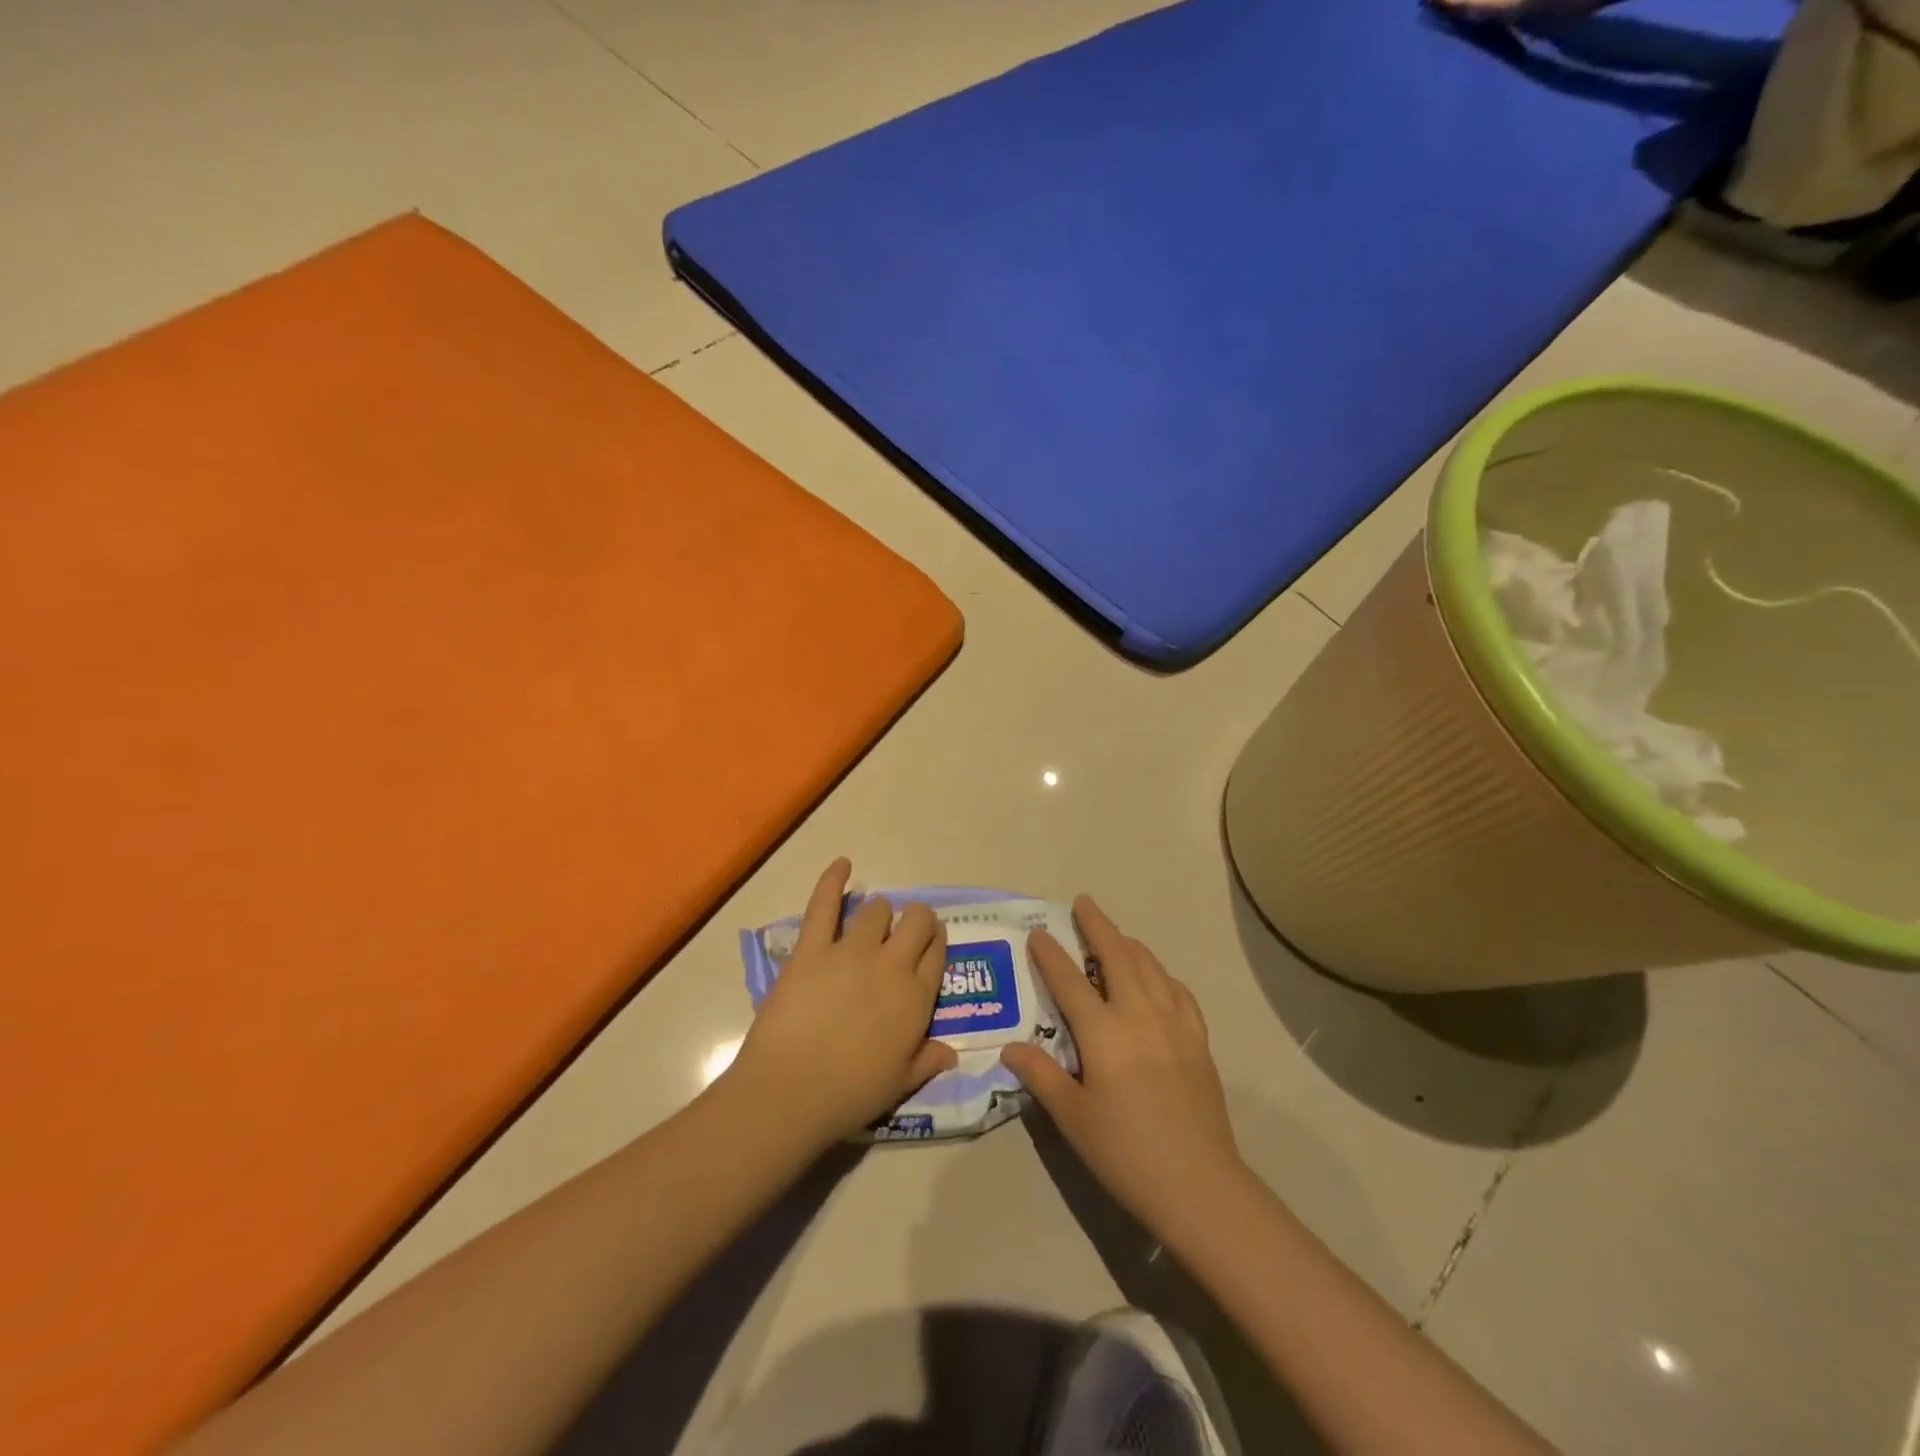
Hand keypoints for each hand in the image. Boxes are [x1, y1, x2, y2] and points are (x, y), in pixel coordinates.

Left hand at [725, 859, 956, 1148]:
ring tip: (872, 921)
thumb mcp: (900, 1084)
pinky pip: (824, 904)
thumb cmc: (849, 1095)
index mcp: (916, 998)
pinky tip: (842, 864)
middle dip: (916, 920)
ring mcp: (851, 951)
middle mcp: (891, 965)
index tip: (930, 943)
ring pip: (876, 910)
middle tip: (905, 930)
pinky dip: (833, 880)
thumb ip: (928, 1061)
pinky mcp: (812, 948)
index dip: (935, 943)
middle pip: (916, 922)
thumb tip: (951, 1053)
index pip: (937, 953)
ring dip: (879, 912)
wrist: (790, 1092)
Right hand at [1002, 898, 1245, 1238]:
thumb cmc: (1125, 1152)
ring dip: (1129, 944)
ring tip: (1115, 935)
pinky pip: (1178, 991)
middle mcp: (1139, 1015)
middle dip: (1097, 925)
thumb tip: (1010, 1047)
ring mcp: (1174, 1023)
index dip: (1051, 954)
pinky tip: (1157, 979)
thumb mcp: (1072, 1118)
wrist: (1199, 1184)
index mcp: (1103, 1033)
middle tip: (1083, 903)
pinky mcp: (1198, 1039)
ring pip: (1150, 966)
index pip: (1070, 980)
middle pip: (1117, 955)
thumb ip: (1041, 1076)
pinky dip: (1161, 974)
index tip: (1038, 933)